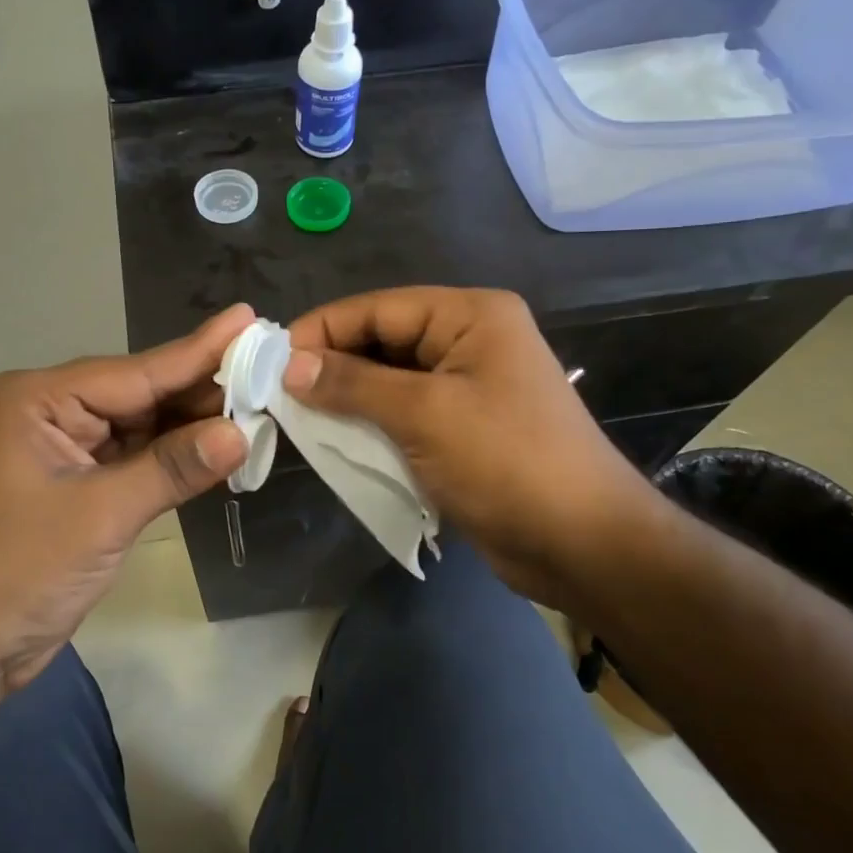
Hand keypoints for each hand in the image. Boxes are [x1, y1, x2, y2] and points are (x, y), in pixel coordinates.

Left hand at [0, 306, 252, 699]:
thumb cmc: (15, 573)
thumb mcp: (100, 515)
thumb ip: (173, 468)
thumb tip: (241, 432)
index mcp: (39, 399)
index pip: (136, 372)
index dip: (199, 351)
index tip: (248, 319)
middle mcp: (50, 413)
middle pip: (140, 395)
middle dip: (201, 390)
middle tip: (269, 370)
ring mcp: (62, 451)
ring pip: (141, 428)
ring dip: (192, 427)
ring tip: (257, 404)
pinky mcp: (75, 486)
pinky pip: (133, 460)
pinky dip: (173, 459)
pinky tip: (217, 448)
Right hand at [282, 288, 657, 601]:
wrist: (583, 545)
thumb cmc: (506, 462)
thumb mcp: (424, 414)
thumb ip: (352, 384)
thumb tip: (289, 365)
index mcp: (470, 316)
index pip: (378, 308)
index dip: (322, 329)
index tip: (268, 358)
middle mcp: (469, 340)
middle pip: (382, 341)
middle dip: (332, 365)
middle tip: (276, 392)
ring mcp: (468, 386)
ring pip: (389, 380)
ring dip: (347, 398)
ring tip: (297, 417)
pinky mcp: (463, 427)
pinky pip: (404, 414)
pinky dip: (370, 424)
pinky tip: (335, 441)